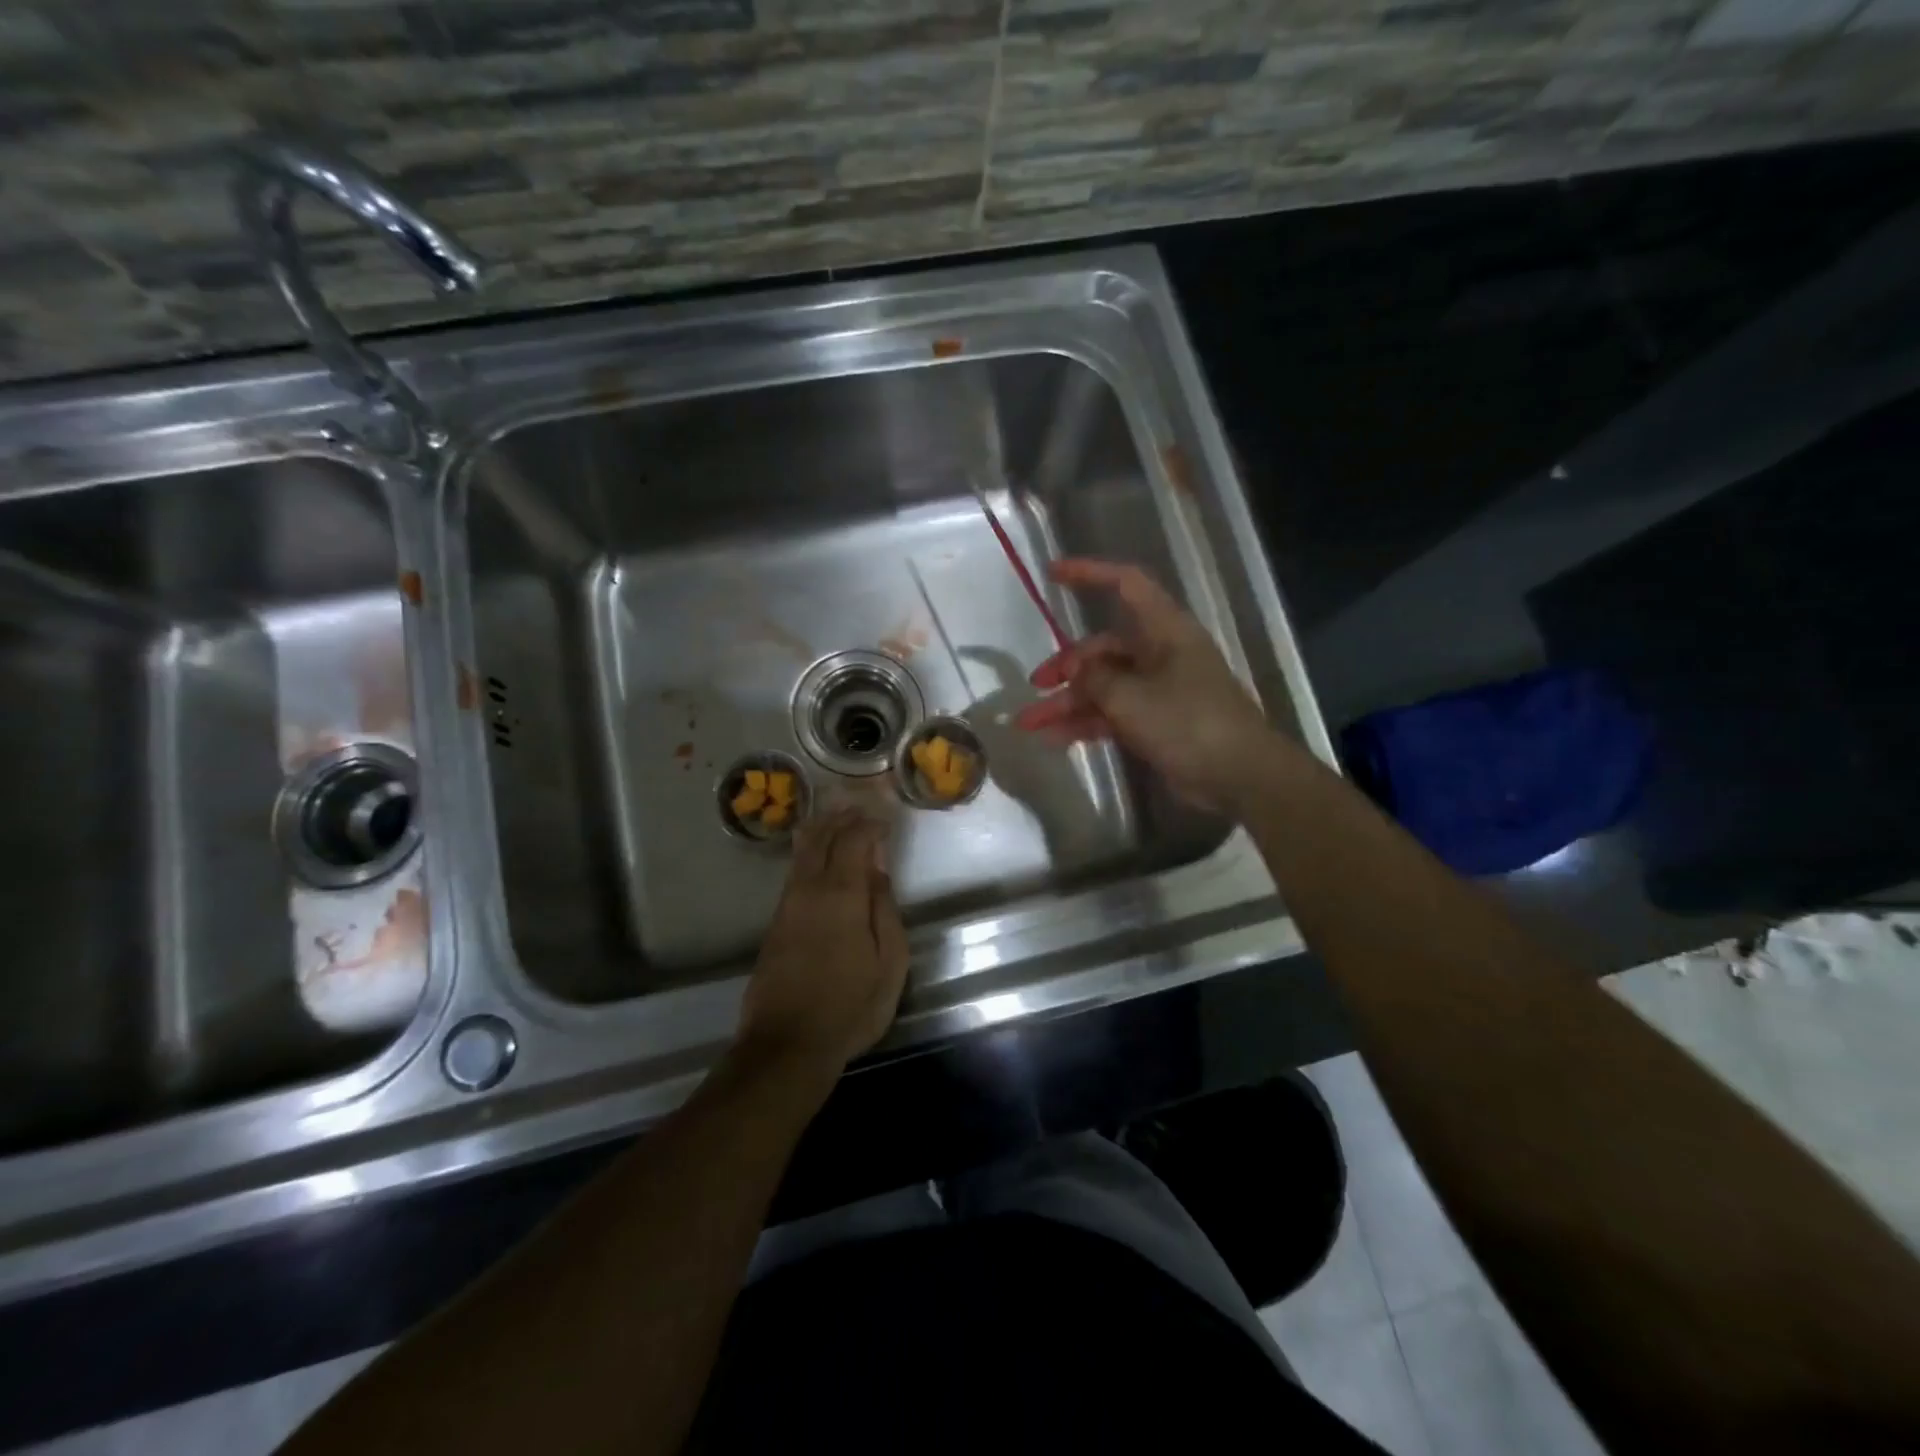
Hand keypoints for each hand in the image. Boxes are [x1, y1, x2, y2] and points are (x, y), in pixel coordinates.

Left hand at [737, 809, 908, 1074]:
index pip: (854, 839)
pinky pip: (795, 871)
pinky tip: (814, 852)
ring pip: (803, 852)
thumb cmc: (850, 1006)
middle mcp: (809, 890)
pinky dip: (809, 851)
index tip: (886, 814)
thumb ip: (884, 909)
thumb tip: (878, 870)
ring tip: (837, 814)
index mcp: (840, 894)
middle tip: (861, 803)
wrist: (787, 1045)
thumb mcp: (888, 962)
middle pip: (823, 838)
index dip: (870, 821)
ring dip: (822, 829)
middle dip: (843, 816)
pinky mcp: (776, 923)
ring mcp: (787, 905)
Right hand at [1015, 558, 1281, 812]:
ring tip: (1029, 724)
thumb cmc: (1189, 723)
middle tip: (1036, 687)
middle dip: (1066, 667)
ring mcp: (1158, 691)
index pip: (1126, 585)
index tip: (1052, 574)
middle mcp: (1160, 654)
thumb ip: (1095, 679)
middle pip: (1103, 648)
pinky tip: (1054, 739)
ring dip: (1067, 704)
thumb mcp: (1132, 698)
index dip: (1090, 573)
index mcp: (1164, 631)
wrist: (1240, 776)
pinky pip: (1111, 715)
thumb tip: (1076, 672)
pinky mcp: (1156, 723)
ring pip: (1103, 687)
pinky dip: (1085, 724)